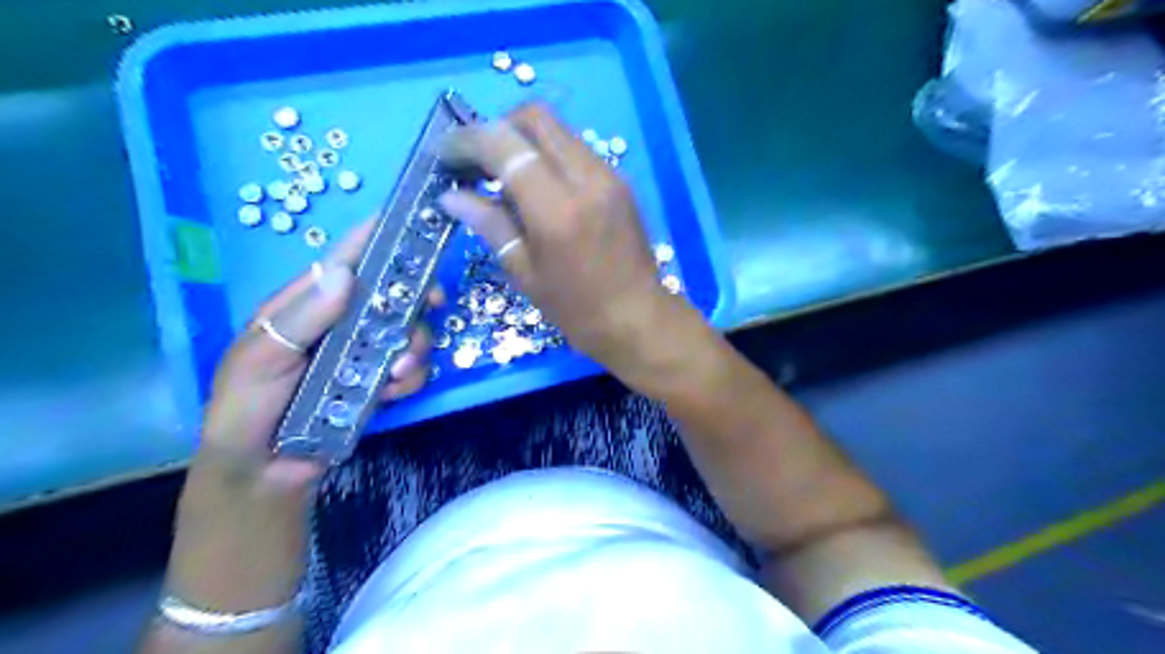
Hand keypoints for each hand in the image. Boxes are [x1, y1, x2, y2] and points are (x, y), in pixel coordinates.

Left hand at [198, 220, 439, 499]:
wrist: (264, 471)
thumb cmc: (246, 408)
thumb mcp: (260, 360)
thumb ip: (302, 319)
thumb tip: (344, 273)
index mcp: (307, 305)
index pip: (345, 260)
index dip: (377, 238)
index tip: (413, 222)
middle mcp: (342, 322)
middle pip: (392, 294)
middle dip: (416, 298)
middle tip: (434, 304)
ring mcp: (365, 353)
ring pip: (410, 332)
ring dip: (415, 348)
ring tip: (396, 375)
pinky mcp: (380, 382)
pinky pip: (412, 370)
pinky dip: (410, 379)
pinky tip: (391, 394)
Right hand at [434, 103, 694, 382]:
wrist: (639, 320)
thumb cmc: (577, 309)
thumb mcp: (525, 272)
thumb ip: (490, 225)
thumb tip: (451, 196)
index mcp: (557, 208)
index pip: (505, 145)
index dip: (469, 140)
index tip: (447, 154)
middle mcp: (586, 178)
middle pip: (536, 118)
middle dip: (499, 128)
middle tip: (479, 161)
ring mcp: (609, 176)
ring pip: (559, 131)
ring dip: (525, 141)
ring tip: (506, 178)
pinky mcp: (620, 182)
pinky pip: (576, 150)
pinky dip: (549, 156)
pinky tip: (538, 189)